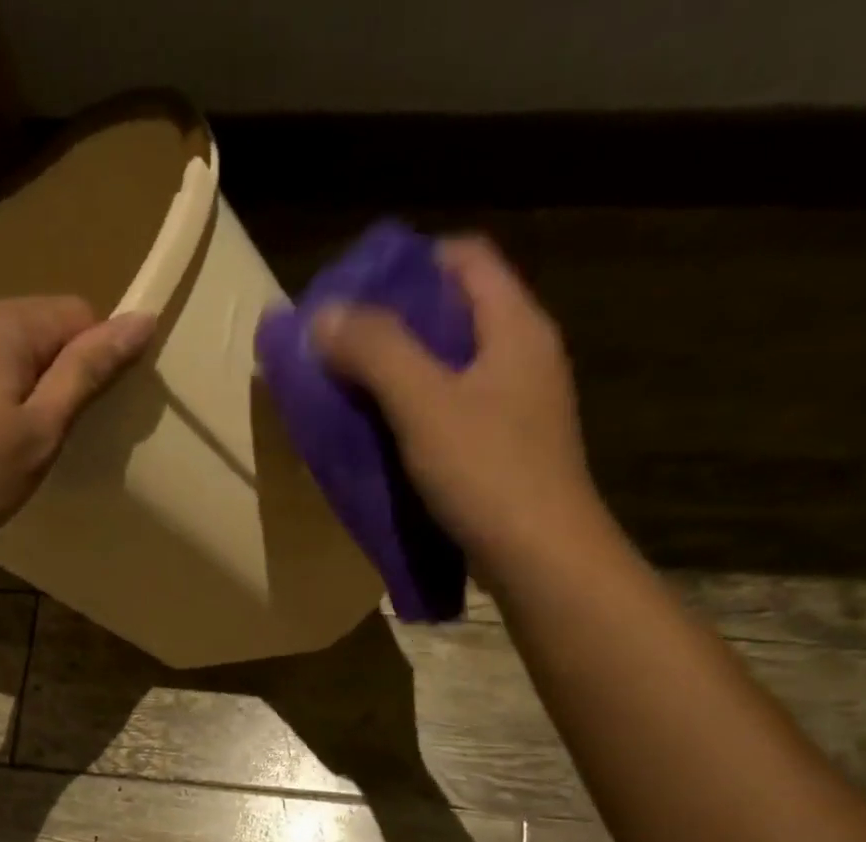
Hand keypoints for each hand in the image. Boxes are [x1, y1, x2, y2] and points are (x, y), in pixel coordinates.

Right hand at [311, 237, 596, 560]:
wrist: (541, 558)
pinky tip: (385, 437)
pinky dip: (417, 415)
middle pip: (457, 313)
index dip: (410, 263)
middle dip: (396, 324)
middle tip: (342, 345)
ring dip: (403, 373)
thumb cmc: (488, 472)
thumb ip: (376, 352)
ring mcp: (519, 408)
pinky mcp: (507, 451)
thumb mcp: (425, 405)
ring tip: (352, 391)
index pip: (465, 258)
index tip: (356, 291)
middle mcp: (524, 357)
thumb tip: (324, 315)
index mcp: (516, 327)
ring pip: (453, 368)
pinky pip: (455, 413)